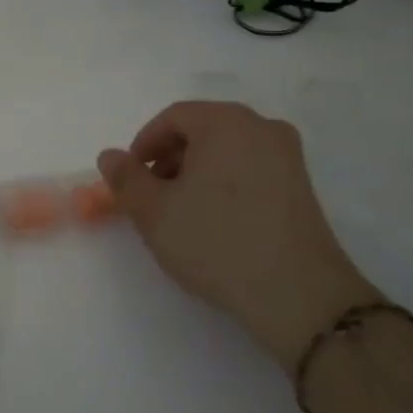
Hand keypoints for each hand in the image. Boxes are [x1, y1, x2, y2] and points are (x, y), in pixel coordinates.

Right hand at [97, 101, 377, 372]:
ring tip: (182, 213)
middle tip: (153, 197)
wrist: (298, 294)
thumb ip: (125, 178)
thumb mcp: (154, 212)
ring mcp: (288, 156)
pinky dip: (225, 185)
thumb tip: (110, 156)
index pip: (173, 118)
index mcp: (225, 122)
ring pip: (227, 151)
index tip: (131, 179)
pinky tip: (216, 222)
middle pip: (202, 131)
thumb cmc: (216, 241)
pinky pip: (251, 170)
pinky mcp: (302, 187)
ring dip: (196, 173)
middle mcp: (261, 127)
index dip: (144, 146)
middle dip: (170, 159)